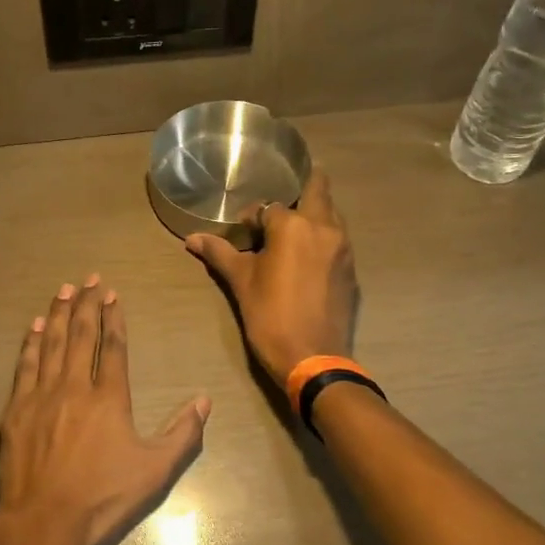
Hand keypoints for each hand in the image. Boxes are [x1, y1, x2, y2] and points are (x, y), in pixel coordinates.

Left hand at [0, 276, 210, 544]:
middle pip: (80, 335)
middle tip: (89, 278)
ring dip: (57, 314)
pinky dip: (29, 343)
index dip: (113, 318)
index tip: (112, 294)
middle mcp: (74, 387)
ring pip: (50, 344)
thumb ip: (182, 434)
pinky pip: (24, 366)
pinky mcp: (16, 411)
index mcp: (109, 398)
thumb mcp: (155, 471)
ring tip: (63, 289)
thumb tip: (205, 401)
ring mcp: (41, 396)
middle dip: (86, 304)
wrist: (44, 522)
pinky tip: (33, 327)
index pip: (113, 347)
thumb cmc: (103, 498)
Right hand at [185, 171, 357, 386]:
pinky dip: (324, 238)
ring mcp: (343, 249)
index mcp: (293, 226)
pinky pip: (338, 241)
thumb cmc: (270, 316)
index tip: (242, 233)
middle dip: (304, 187)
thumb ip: (220, 254)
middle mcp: (324, 228)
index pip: (269, 208)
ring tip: (294, 226)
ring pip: (332, 215)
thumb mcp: (241, 283)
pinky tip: (308, 256)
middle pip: (318, 191)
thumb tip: (192, 239)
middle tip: (286, 194)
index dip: (253, 218)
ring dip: (315, 213)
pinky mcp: (351, 270)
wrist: (313, 358)